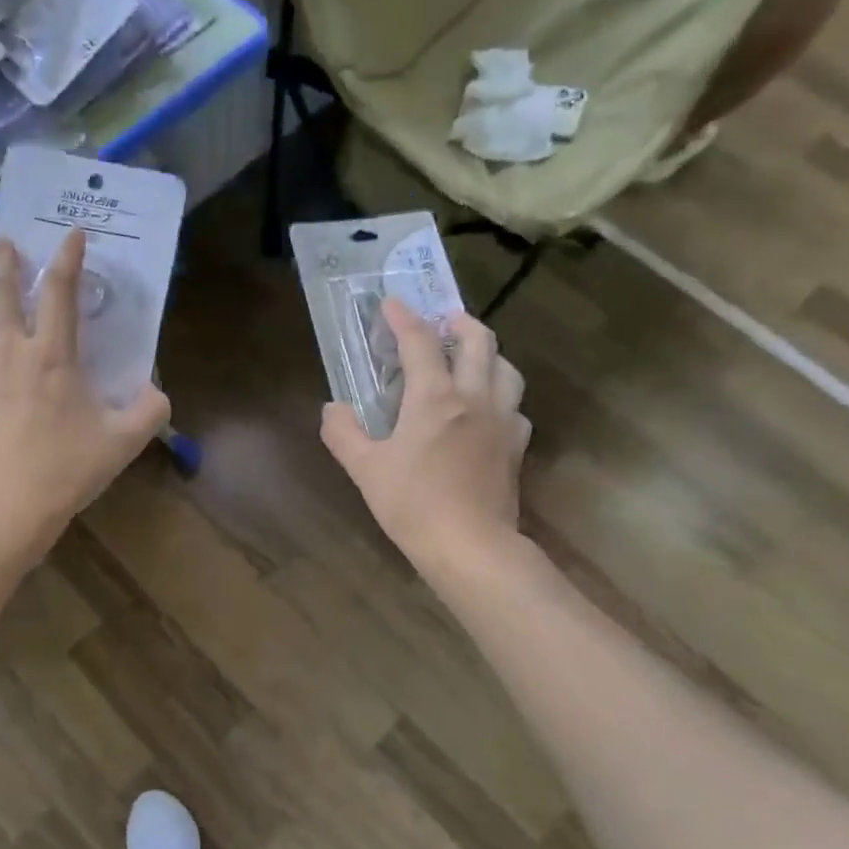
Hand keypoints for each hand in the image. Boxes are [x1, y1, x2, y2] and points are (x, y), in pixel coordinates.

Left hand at [0, 230, 169, 559]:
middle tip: (3, 241)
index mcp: (53, 356)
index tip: (72, 235)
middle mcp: (10, 353)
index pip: (60, 293)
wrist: (7, 505)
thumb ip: (148, 411)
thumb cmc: (67, 469)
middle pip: (2, 296)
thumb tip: (157, 392)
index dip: (68, 259)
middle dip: (4, 264)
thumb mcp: (122, 441)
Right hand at [321, 299, 530, 574]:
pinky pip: (515, 407)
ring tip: (472, 359)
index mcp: (434, 398)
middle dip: (461, 323)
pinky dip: (501, 396)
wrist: (470, 546)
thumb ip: (343, 433)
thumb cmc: (412, 504)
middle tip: (445, 321)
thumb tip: (332, 409)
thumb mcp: (365, 469)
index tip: (391, 302)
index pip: (420, 343)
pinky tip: (489, 411)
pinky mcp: (516, 447)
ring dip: (489, 354)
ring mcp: (502, 421)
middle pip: (479, 342)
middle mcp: (474, 397)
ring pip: (507, 369)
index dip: (404, 318)